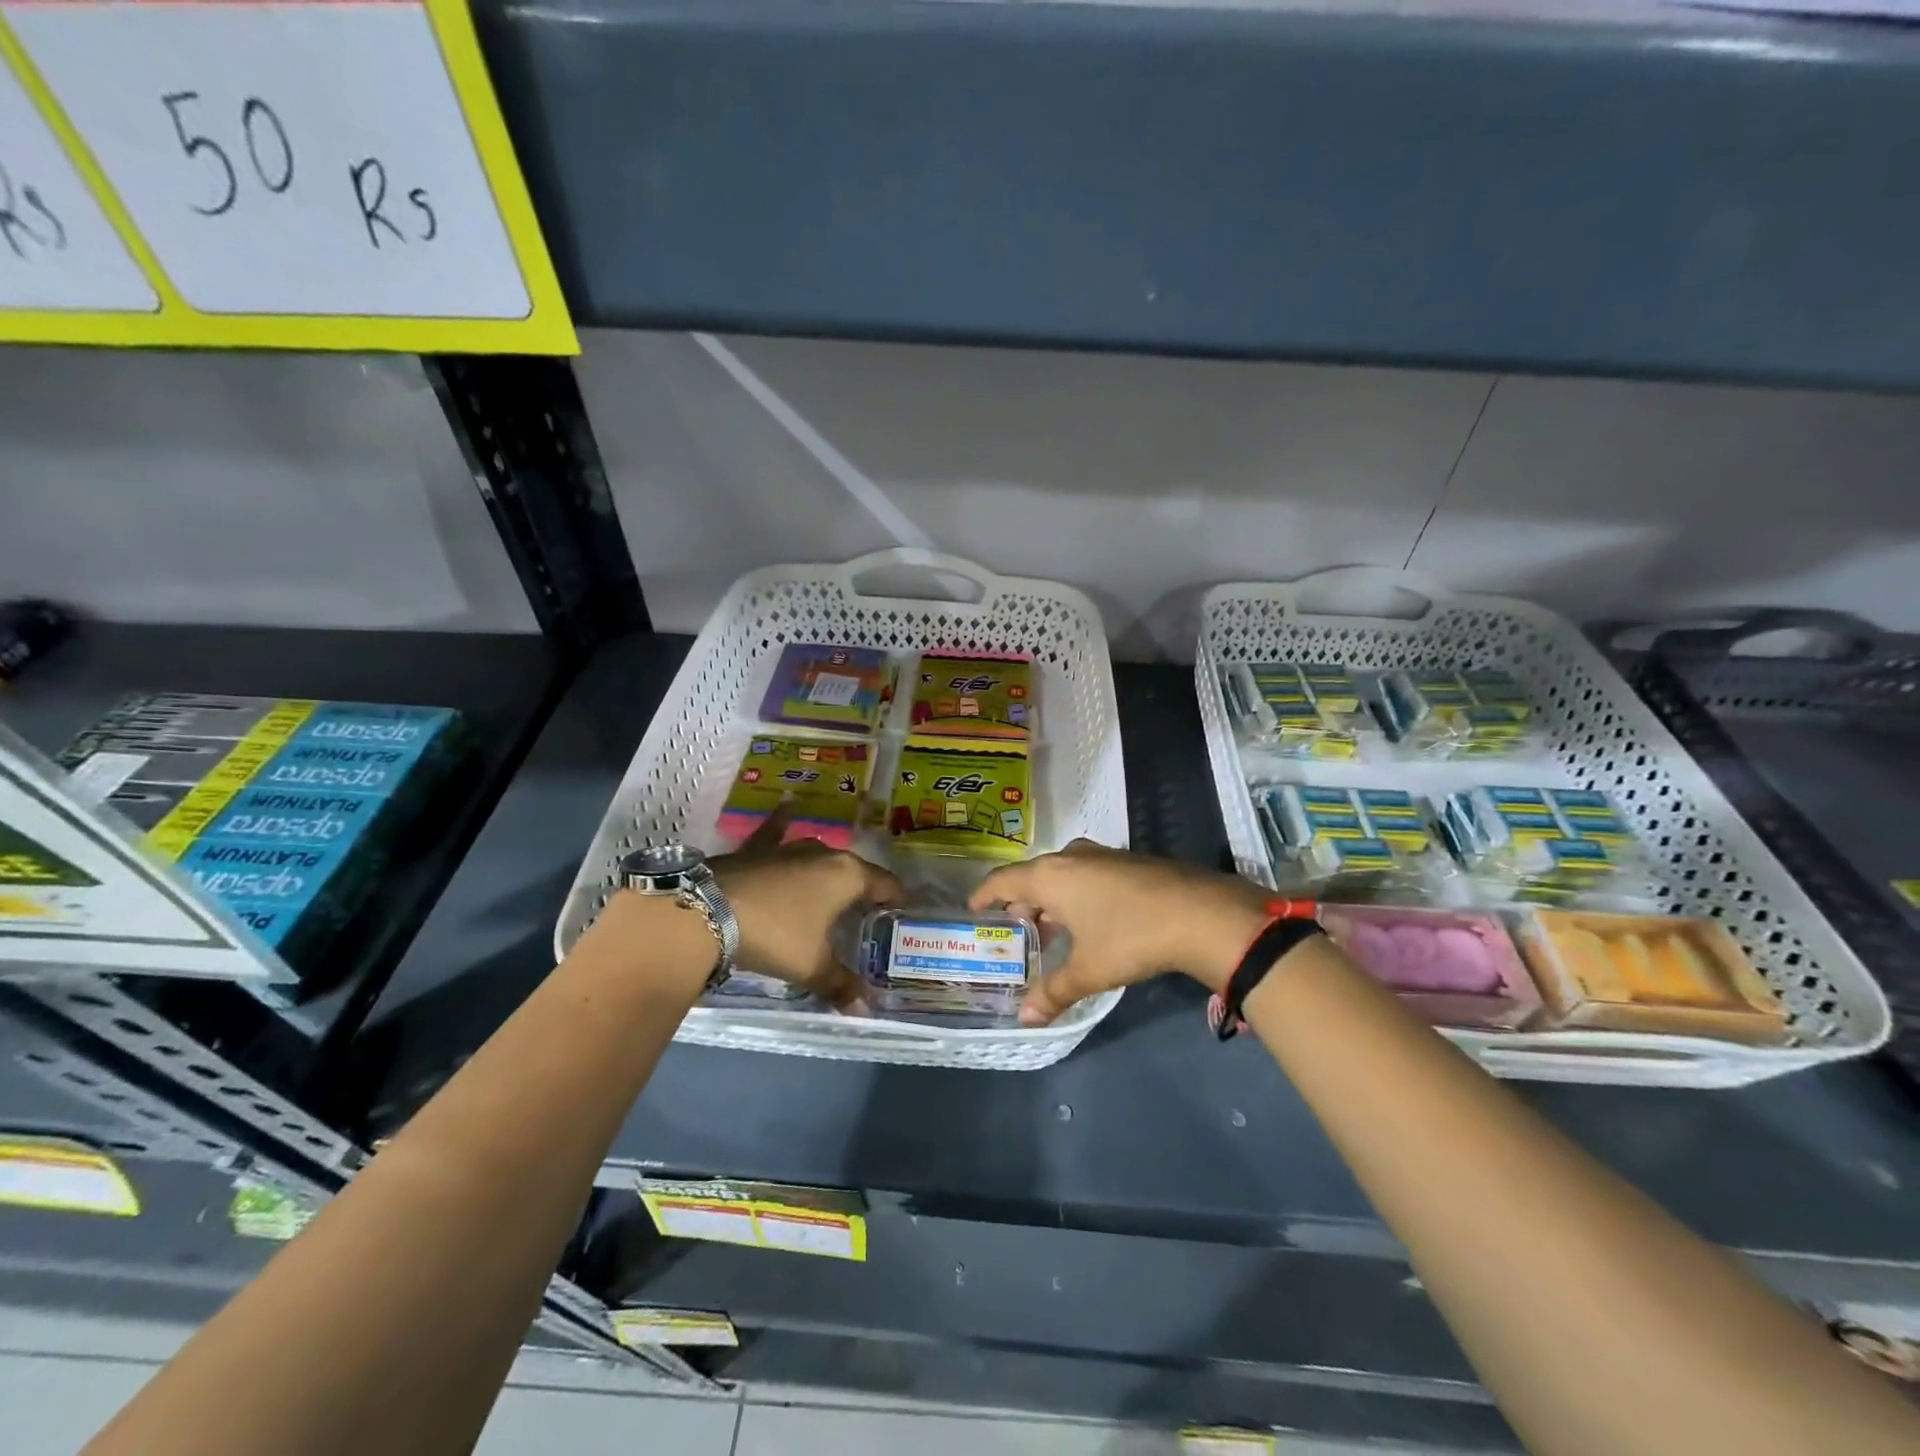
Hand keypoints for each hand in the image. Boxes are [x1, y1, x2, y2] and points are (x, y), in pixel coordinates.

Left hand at [710, 805, 904, 1009]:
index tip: (902, 912)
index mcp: (848, 876)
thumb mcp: (811, 966)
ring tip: (831, 885)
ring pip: (818, 854)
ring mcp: (788, 847)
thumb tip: (862, 1007)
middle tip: (864, 913)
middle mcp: (824, 854)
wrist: (707, 912)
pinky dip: (783, 823)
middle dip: (862, 889)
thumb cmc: (776, 935)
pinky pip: (776, 832)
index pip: (886, 884)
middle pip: (854, 871)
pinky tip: (788, 807)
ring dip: (827, 869)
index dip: (897, 899)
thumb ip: (839, 984)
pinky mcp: (756, 849)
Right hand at [970, 840, 1274, 1024]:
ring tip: (1050, 926)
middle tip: (1014, 927)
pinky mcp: (1128, 861)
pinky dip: (1077, 893)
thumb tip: (1025, 1018)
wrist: (1201, 913)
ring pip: (1062, 873)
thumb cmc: (1131, 937)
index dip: (985, 895)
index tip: (973, 908)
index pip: (1003, 880)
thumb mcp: (1089, 970)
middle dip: (1021, 900)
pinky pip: (1086, 873)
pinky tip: (1089, 919)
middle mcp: (1071, 857)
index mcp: (1051, 876)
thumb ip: (1053, 992)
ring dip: (1051, 897)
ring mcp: (1102, 856)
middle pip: (1033, 875)